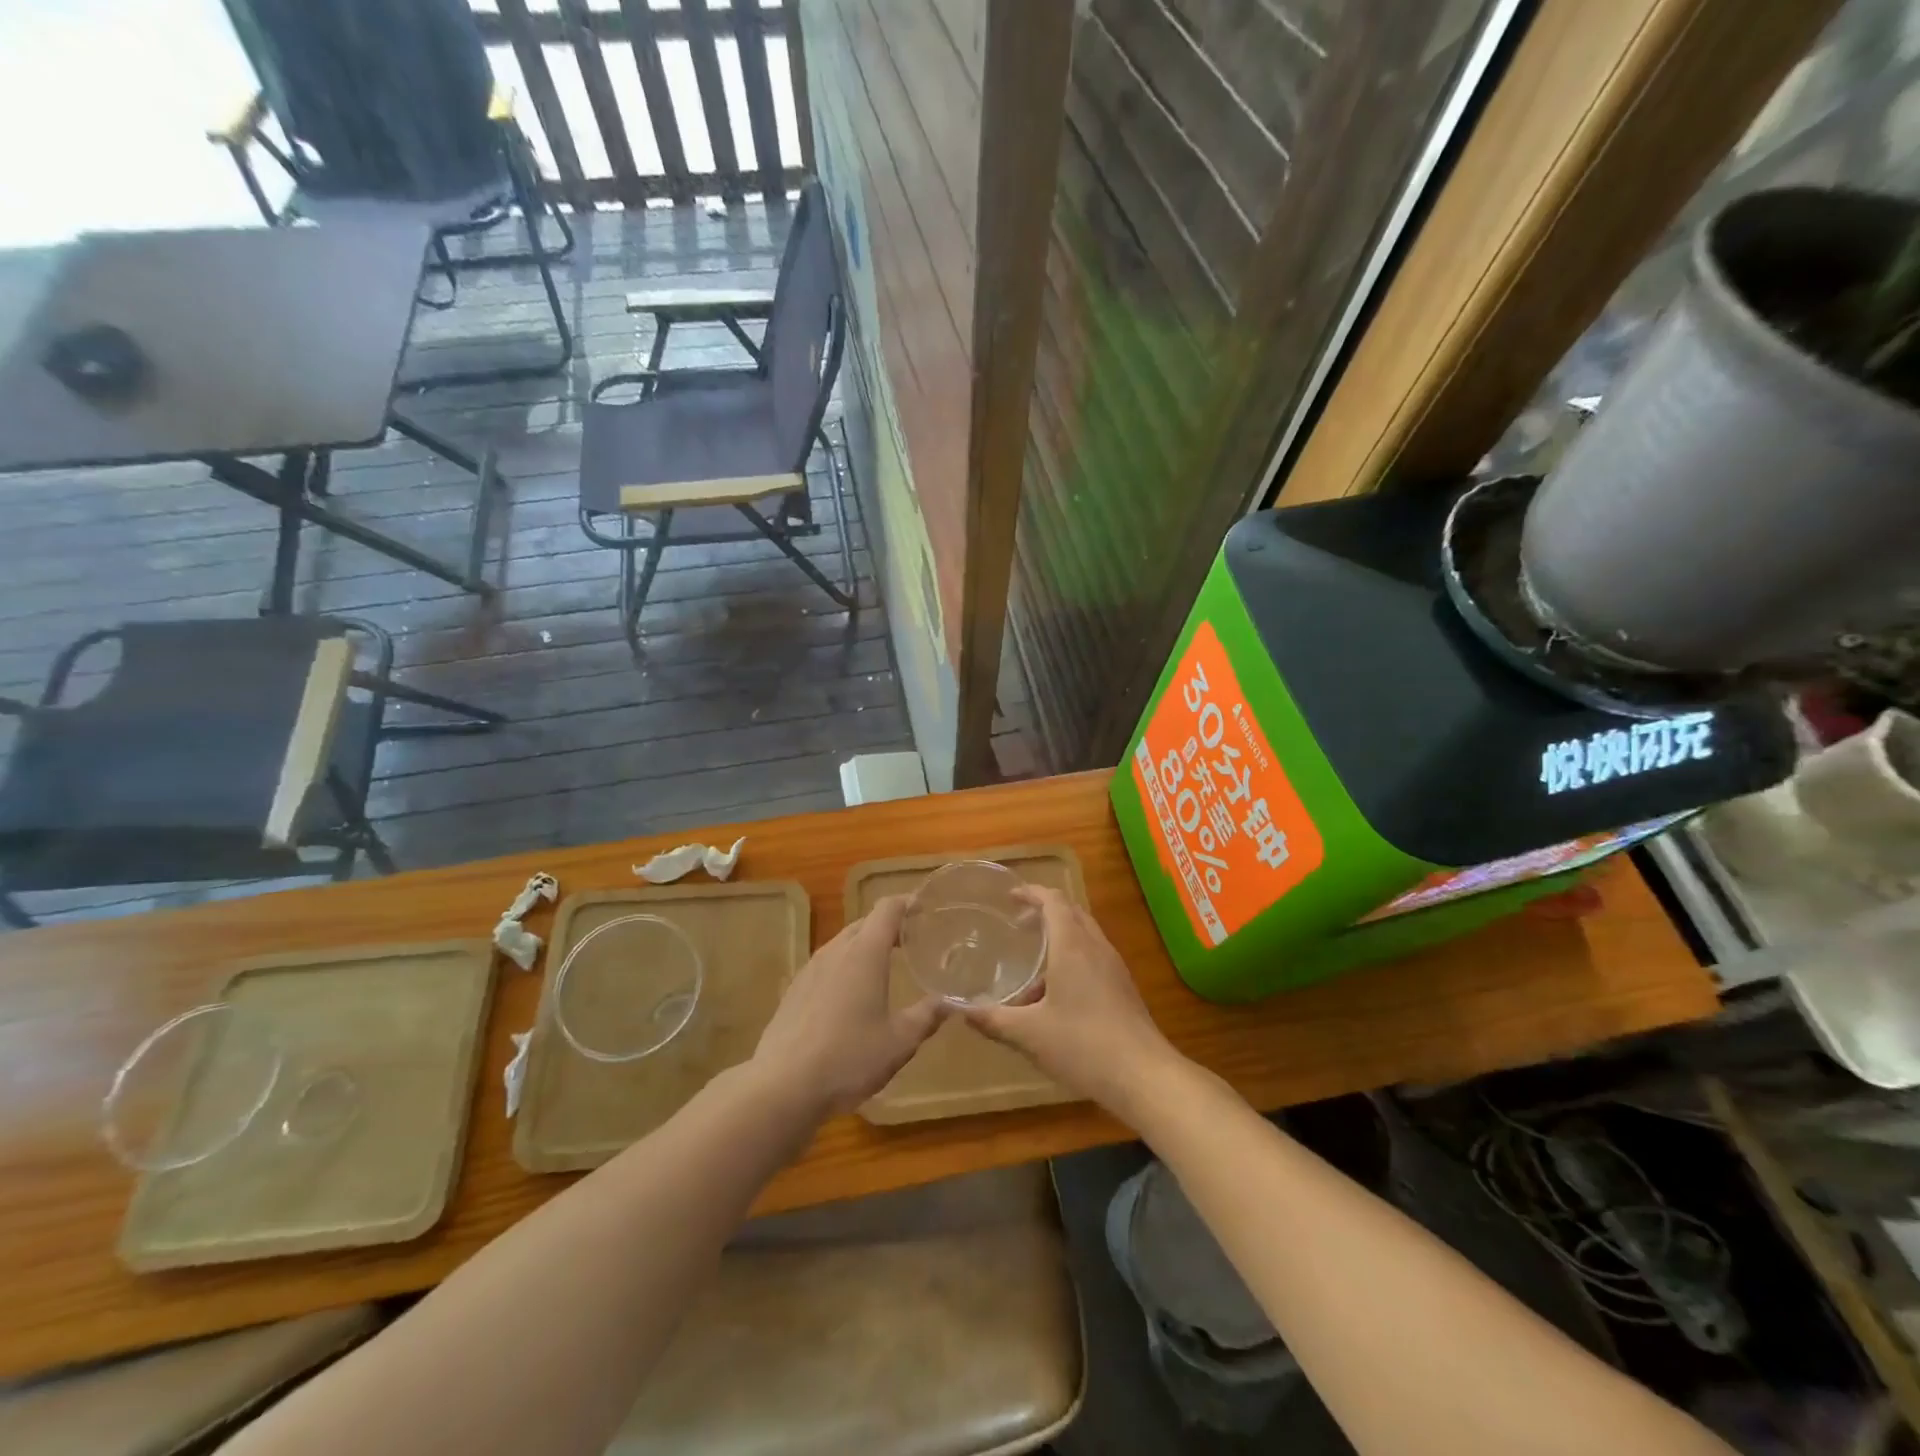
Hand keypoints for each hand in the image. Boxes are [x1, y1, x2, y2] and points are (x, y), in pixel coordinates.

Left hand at [751, 896, 945, 1117]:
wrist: (782, 1086)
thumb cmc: (848, 1058)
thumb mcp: (899, 1041)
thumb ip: (928, 1016)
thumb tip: (953, 1002)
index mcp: (865, 953)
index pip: (888, 908)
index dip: (908, 902)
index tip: (927, 909)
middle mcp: (836, 950)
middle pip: (866, 922)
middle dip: (890, 926)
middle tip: (914, 941)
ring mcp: (810, 968)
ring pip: (844, 943)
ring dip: (866, 946)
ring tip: (886, 966)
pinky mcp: (794, 990)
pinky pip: (827, 964)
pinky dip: (846, 966)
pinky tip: (852, 996)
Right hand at [961, 885, 1184, 1118]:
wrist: (1143, 1076)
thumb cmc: (1083, 1046)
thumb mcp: (1029, 1034)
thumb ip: (993, 1020)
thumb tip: (962, 1010)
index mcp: (1072, 946)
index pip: (1053, 900)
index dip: (1031, 893)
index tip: (1010, 897)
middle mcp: (1095, 947)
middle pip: (1071, 912)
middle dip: (1045, 911)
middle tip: (1017, 924)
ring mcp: (1114, 966)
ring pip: (1085, 934)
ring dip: (1060, 936)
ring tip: (1033, 963)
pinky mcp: (1123, 987)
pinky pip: (1094, 955)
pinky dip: (1073, 957)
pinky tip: (1057, 993)